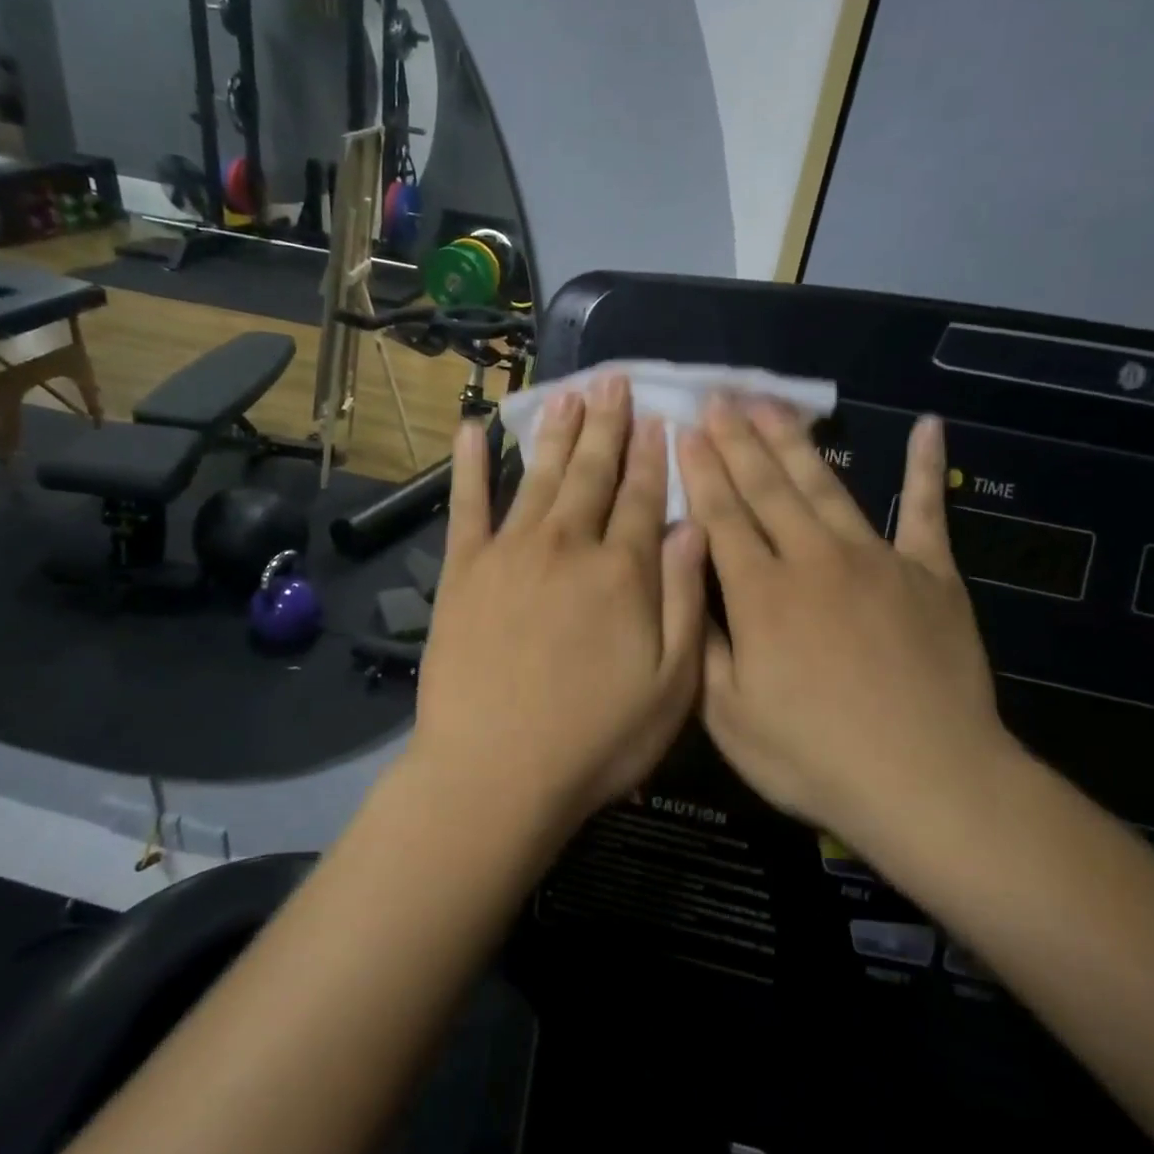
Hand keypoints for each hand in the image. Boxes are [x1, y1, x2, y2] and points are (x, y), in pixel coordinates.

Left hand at [409, 374, 707, 826]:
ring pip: (541, 477)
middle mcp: (567, 546)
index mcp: (622, 571)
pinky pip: (467, 505)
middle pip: (593, 474)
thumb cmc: (595, 740)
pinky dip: (470, 465)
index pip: (644, 497)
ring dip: (558, 433)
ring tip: (570, 394)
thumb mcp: (672, 685)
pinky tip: (471, 429)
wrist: (495, 772)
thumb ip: (683, 598)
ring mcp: (509, 553)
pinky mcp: (463, 571)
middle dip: (609, 425)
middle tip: (614, 381)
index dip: (654, 455)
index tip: (660, 416)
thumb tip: (691, 526)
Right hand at [679, 404, 1014, 839]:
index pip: (722, 516)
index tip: (685, 430)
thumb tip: (686, 585)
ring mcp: (877, 559)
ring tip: (771, 404)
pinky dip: (928, 468)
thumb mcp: (729, 717)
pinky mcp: (931, 574)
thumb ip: (704, 644)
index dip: (701, 471)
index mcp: (761, 593)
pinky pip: (928, 510)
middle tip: (718, 399)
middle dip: (738, 440)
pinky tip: (928, 427)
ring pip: (826, 486)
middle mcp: (813, 559)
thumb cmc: (814, 757)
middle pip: (768, 487)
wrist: (927, 780)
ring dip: (795, 442)